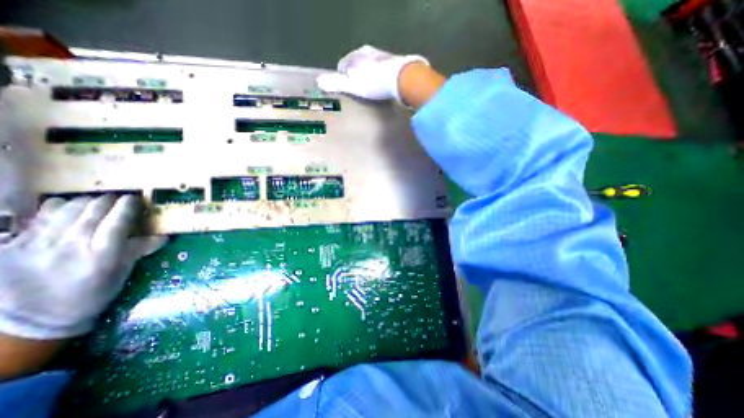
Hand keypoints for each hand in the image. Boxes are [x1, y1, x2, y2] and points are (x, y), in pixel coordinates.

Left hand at [0, 196, 165, 338]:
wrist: (34, 318)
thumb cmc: (92, 293)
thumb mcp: (121, 273)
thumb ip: (140, 250)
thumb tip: (165, 235)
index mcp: (103, 254)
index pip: (119, 220)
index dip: (128, 206)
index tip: (135, 199)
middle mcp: (72, 245)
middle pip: (93, 210)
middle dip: (108, 201)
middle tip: (117, 200)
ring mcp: (39, 244)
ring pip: (66, 209)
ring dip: (86, 202)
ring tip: (95, 203)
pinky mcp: (14, 245)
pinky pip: (41, 216)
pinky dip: (58, 208)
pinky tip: (67, 209)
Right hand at [315, 44, 430, 100]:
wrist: (401, 78)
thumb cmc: (374, 83)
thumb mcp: (352, 86)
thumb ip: (336, 83)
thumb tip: (318, 81)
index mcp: (355, 57)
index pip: (343, 65)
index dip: (342, 78)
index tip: (346, 90)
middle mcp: (367, 52)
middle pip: (356, 64)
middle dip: (355, 76)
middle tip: (358, 90)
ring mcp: (381, 55)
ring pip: (369, 65)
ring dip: (368, 75)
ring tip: (370, 89)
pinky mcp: (393, 61)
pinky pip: (381, 68)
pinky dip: (379, 76)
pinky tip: (383, 85)